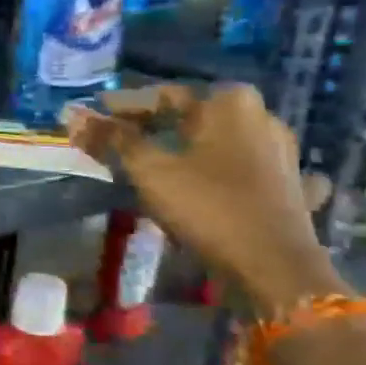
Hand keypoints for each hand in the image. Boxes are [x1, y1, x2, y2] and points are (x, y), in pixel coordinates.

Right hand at [65, 84, 340, 315]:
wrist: (276, 268)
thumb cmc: (208, 207)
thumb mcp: (150, 171)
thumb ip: (113, 139)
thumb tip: (73, 114)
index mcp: (229, 103)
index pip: (162, 96)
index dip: (123, 108)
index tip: (94, 120)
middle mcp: (262, 117)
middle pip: (193, 117)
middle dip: (156, 128)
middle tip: (119, 142)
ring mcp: (283, 153)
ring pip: (221, 142)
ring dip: (190, 148)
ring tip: (158, 162)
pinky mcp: (292, 187)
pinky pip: (249, 171)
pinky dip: (227, 173)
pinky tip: (219, 183)